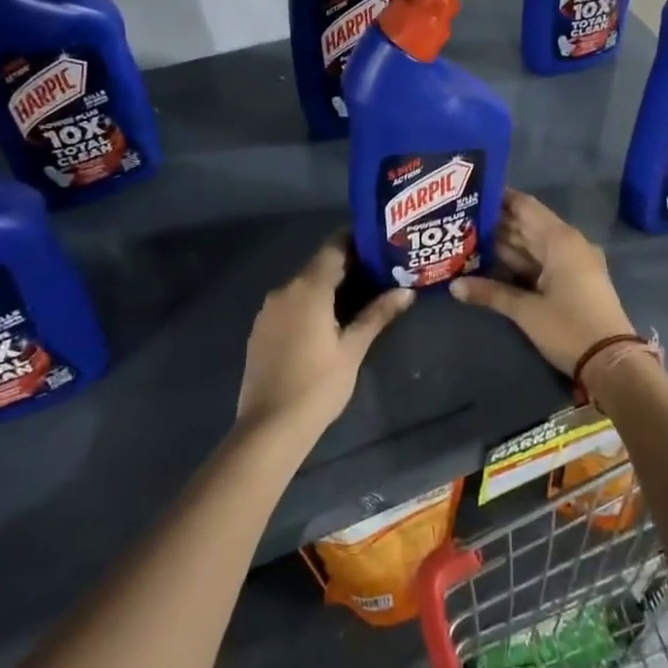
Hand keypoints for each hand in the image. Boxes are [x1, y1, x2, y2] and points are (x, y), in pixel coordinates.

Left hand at [239, 236, 412, 438]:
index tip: (379, 242)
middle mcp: (284, 290)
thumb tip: (406, 291)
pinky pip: (290, 304)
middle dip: (347, 265)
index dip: (356, 240)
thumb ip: (377, 314)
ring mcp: (268, 310)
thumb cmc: (318, 385)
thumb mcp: (353, 349)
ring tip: (359, 296)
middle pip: (318, 265)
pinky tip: (327, 321)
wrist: (269, 428)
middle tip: (379, 271)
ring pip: (303, 285)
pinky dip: (310, 304)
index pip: (333, 247)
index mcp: (308, 287)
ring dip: (328, 285)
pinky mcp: (261, 330)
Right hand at [450, 190, 633, 376]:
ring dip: (506, 244)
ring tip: (470, 239)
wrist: (612, 362)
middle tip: (462, 220)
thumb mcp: (526, 310)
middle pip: (528, 224)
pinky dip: (521, 261)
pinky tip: (494, 264)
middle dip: (496, 223)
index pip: (524, 206)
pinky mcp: (576, 280)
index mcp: (559, 239)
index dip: (499, 199)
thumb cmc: (569, 327)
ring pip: (534, 245)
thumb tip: (454, 286)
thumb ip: (490, 293)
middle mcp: (569, 242)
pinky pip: (543, 261)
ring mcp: (574, 262)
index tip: (471, 194)